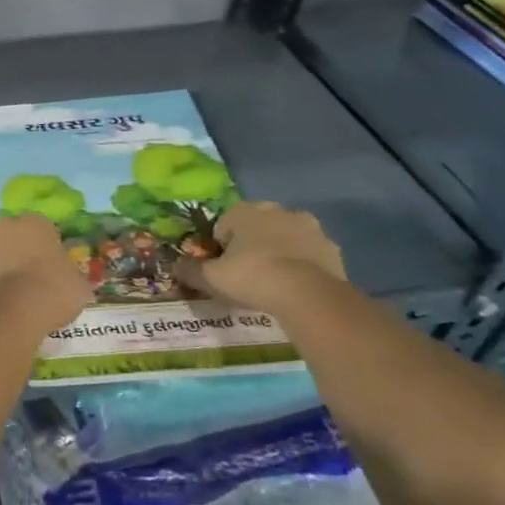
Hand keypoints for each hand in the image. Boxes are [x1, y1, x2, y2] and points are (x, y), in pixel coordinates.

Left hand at [0, 214, 91, 331]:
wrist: (11, 312)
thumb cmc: (52, 292)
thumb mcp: (78, 285)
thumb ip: (70, 275)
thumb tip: (70, 280)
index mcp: (34, 222)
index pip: (42, 229)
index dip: (46, 249)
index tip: (51, 269)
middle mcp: (1, 226)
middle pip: (10, 237)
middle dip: (17, 254)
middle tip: (28, 281)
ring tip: (9, 298)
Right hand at [176, 200, 344, 309]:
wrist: (307, 294)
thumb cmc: (252, 277)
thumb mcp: (211, 278)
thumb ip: (190, 270)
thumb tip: (174, 266)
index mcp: (245, 211)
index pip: (224, 225)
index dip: (220, 248)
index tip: (222, 269)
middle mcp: (277, 210)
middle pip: (256, 227)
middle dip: (250, 246)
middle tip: (246, 276)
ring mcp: (308, 226)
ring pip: (284, 238)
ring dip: (278, 253)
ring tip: (272, 284)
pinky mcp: (331, 246)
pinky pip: (308, 253)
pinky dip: (301, 265)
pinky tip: (295, 287)